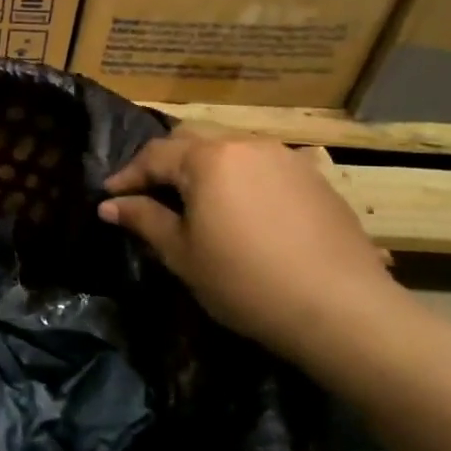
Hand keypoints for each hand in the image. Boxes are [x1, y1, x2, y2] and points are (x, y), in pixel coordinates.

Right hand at [98, 130, 402, 359]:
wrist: (341, 309)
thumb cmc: (245, 281)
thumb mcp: (182, 254)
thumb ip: (144, 219)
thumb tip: (109, 204)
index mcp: (208, 159)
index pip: (154, 156)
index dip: (127, 176)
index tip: (109, 197)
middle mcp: (246, 145)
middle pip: (192, 141)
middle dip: (164, 163)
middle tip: (148, 193)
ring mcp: (286, 158)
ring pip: (230, 150)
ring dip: (204, 169)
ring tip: (195, 202)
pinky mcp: (315, 179)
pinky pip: (263, 167)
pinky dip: (240, 180)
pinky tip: (241, 212)